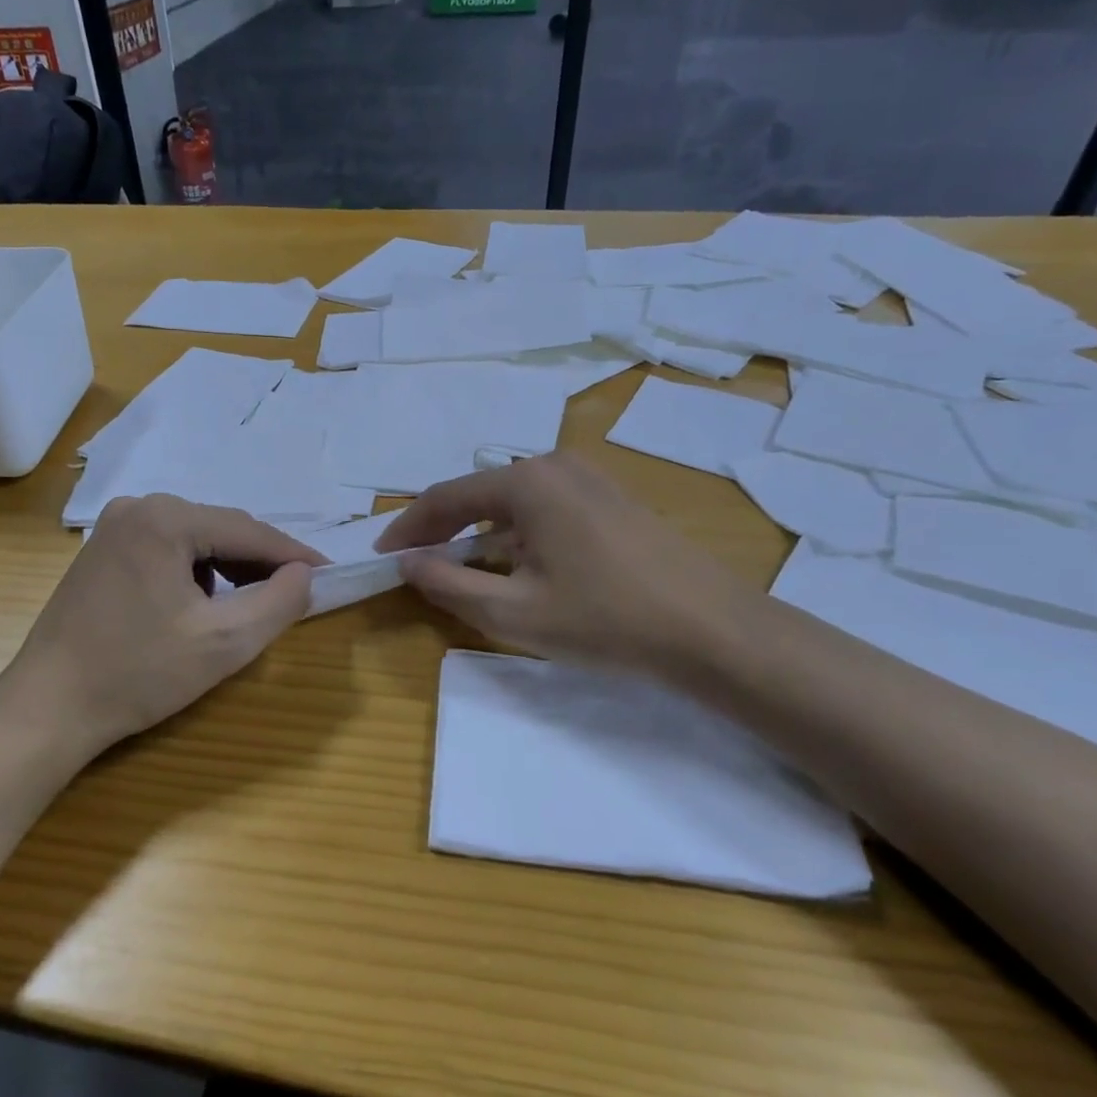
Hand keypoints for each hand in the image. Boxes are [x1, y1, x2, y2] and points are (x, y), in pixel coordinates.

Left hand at [0, 496, 325, 765]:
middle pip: (221, 529)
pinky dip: (197, 572)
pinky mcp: (103, 551)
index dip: (294, 554)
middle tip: (296, 591)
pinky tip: (203, 605)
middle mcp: (138, 508)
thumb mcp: (224, 643)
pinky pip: (168, 550)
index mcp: (165, 518)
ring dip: (230, 567)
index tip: (329, 572)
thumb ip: (278, 602)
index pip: (248, 531)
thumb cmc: (137, 673)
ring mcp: (114, 528)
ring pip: (196, 540)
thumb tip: (305, 574)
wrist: (47, 708)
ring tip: (253, 602)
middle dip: (261, 561)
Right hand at [374, 453, 748, 674]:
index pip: (446, 498)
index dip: (408, 528)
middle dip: (442, 530)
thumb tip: (410, 564)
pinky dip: (516, 535)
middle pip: (479, 494)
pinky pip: (544, 511)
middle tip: (415, 564)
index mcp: (527, 481)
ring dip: (480, 534)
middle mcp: (555, 465)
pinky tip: (516, 567)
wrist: (714, 631)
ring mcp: (589, 479)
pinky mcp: (612, 500)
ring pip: (513, 503)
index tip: (382, 555)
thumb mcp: (514, 613)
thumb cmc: (605, 620)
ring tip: (459, 570)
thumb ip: (449, 585)